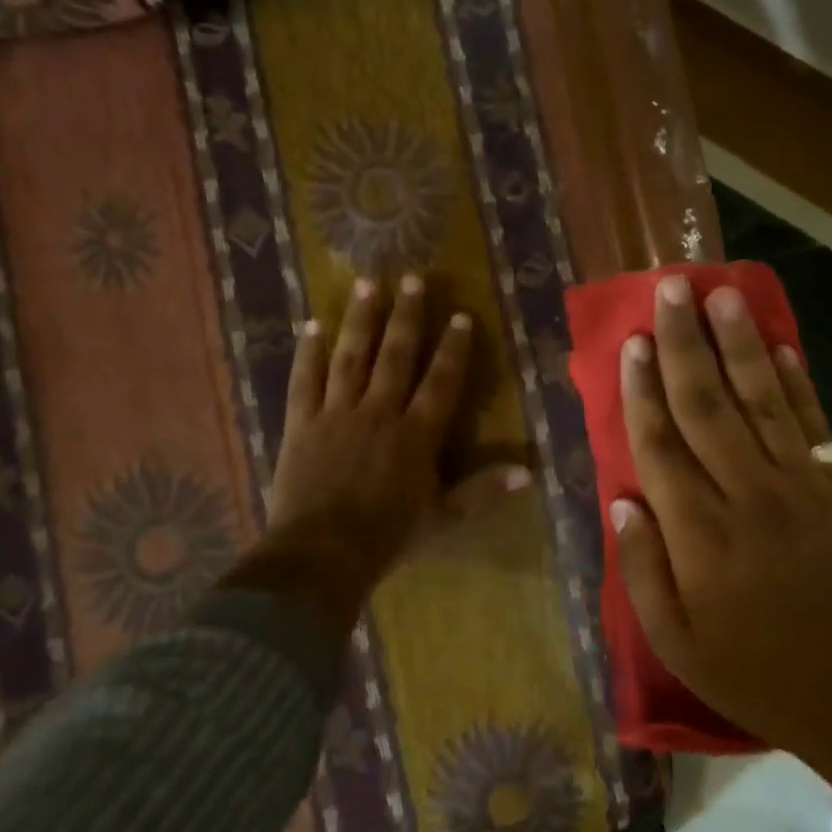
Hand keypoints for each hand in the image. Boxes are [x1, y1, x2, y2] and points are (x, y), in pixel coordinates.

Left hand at [239, 274, 524, 633]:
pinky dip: (308, 352)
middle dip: (406, 316)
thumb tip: (529, 472)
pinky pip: (305, 380)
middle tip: (411, 278)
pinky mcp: (302, 422)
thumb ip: (482, 490)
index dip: (453, 348)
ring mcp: (337, 413)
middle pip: (396, 356)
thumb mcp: (442, 517)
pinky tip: (311, 325)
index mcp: (416, 435)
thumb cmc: (387, 537)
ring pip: (351, 356)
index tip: (460, 316)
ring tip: (366, 283)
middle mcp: (379, 412)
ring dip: (360, 319)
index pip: (440, 381)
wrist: (322, 553)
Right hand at [610, 276, 831, 753]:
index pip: (661, 445)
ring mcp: (800, 489)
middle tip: (672, 289)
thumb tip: (620, 500)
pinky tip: (781, 347)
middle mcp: (747, 496)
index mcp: (699, 535)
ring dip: (741, 345)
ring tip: (723, 295)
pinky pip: (813, 426)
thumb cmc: (756, 674)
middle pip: (708, 406)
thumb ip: (641, 570)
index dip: (643, 389)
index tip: (633, 343)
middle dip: (686, 345)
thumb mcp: (677, 643)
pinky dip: (796, 384)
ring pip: (761, 401)